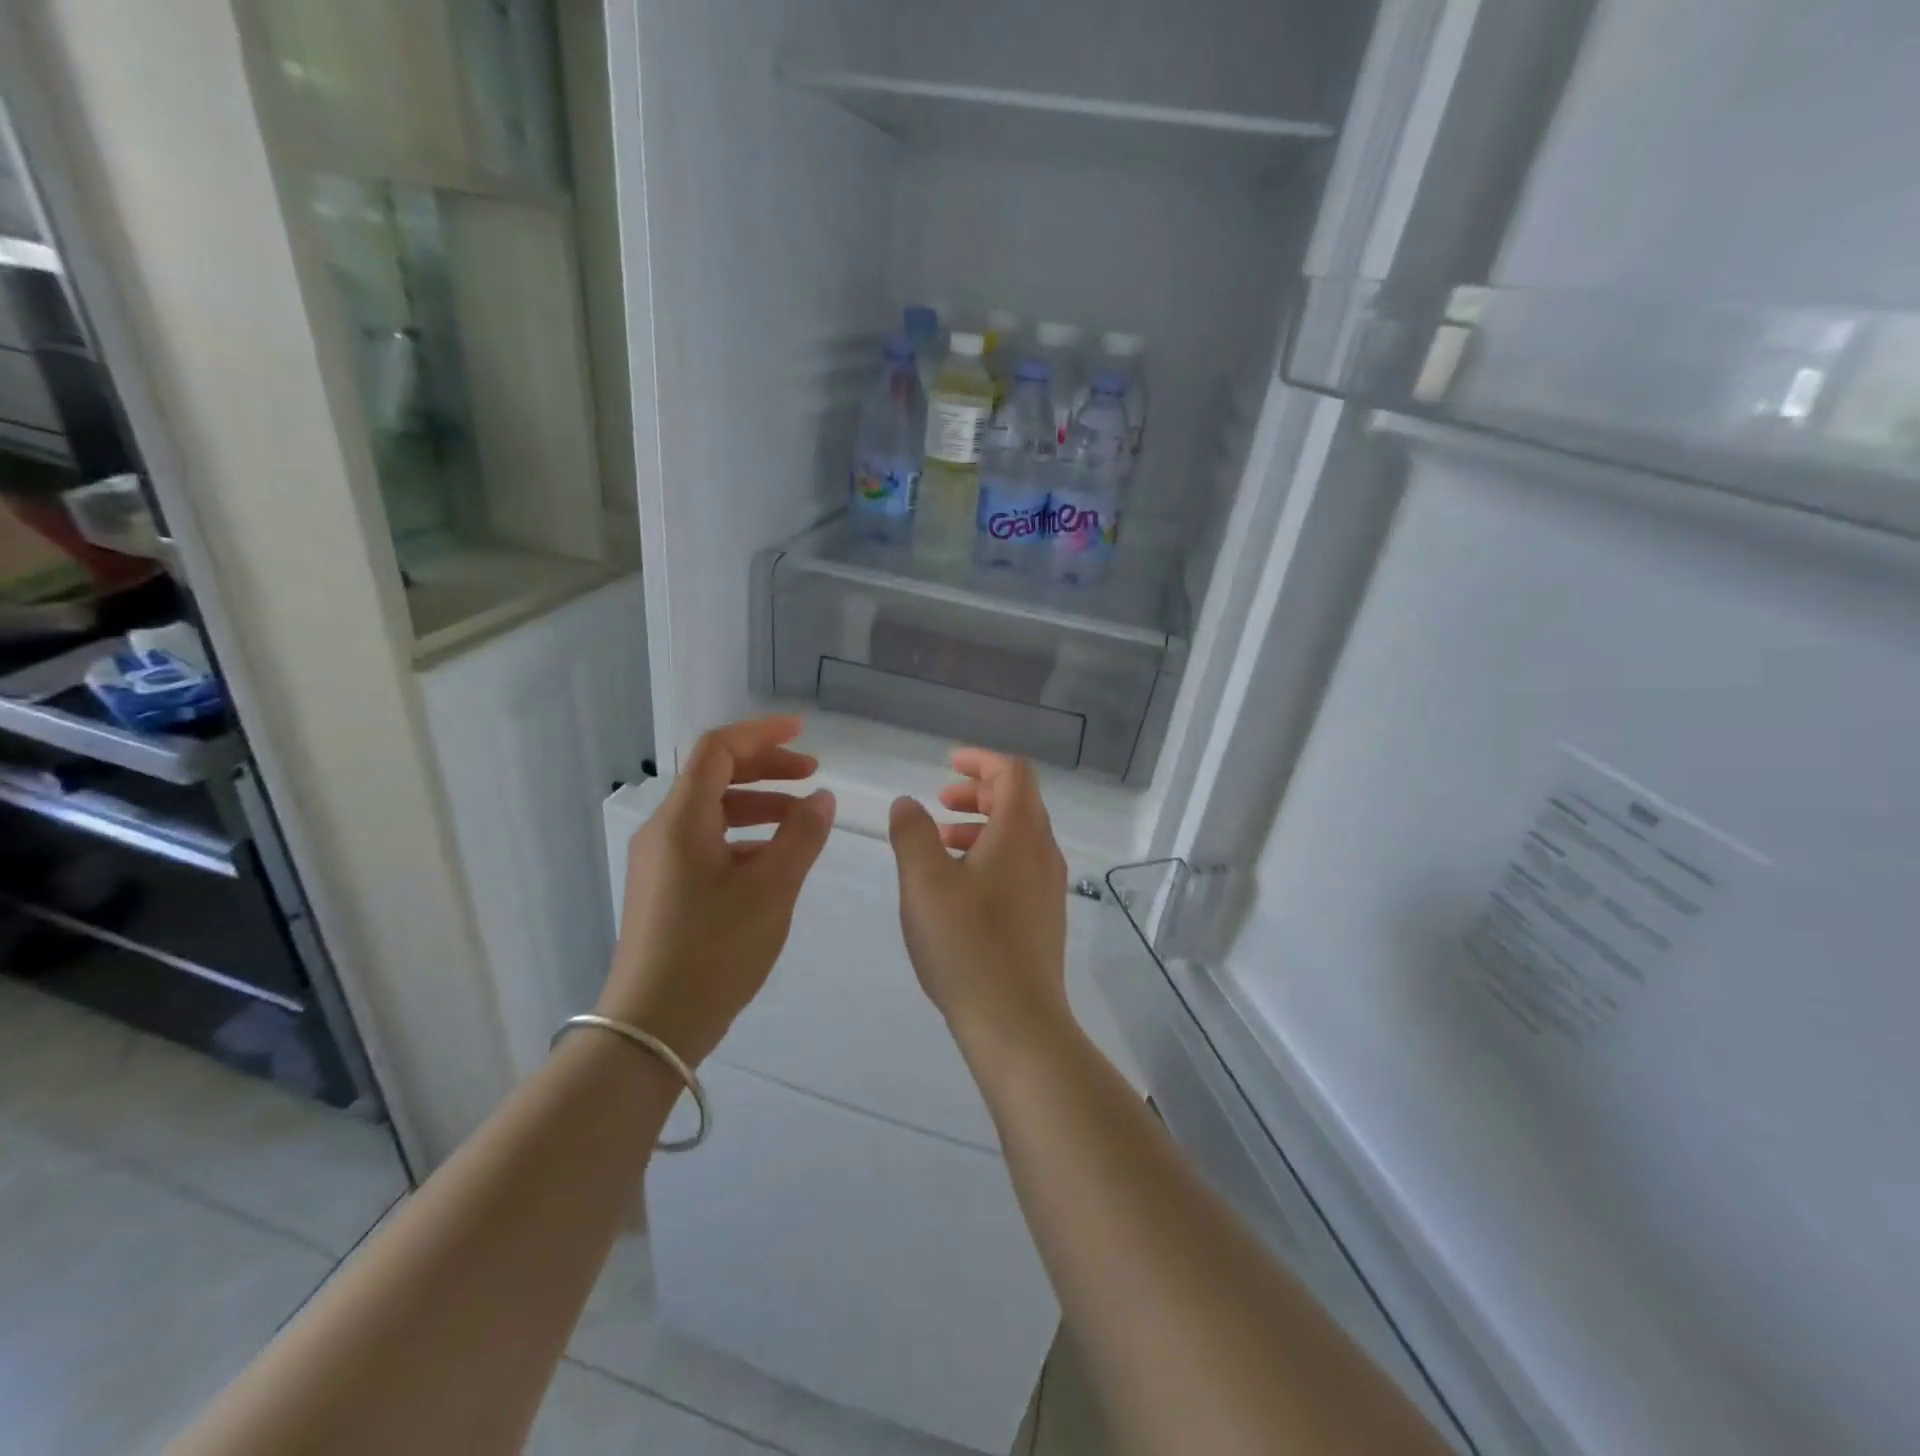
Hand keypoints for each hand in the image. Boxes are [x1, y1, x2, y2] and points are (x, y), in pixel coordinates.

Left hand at [603, 716, 834, 1065]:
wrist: (652, 1028)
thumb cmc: (715, 951)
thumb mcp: (772, 890)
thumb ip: (802, 836)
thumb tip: (822, 799)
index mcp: (682, 820)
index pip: (717, 749)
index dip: (761, 734)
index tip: (804, 734)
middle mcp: (664, 831)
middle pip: (715, 776)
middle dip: (766, 769)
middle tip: (812, 777)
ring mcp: (660, 862)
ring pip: (713, 812)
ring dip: (760, 805)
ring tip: (804, 822)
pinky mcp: (665, 889)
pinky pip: (708, 843)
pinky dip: (745, 837)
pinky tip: (776, 861)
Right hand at [887, 748, 1073, 1059]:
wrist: (1016, 1022)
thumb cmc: (966, 944)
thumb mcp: (924, 882)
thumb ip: (912, 834)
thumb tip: (908, 804)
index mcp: (1020, 833)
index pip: (1013, 773)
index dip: (981, 760)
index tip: (948, 764)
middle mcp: (1043, 852)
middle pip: (1019, 801)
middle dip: (979, 793)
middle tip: (941, 802)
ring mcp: (1048, 887)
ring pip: (1019, 836)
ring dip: (982, 826)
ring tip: (942, 842)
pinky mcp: (1044, 917)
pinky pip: (1021, 866)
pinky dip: (991, 856)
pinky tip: (960, 887)